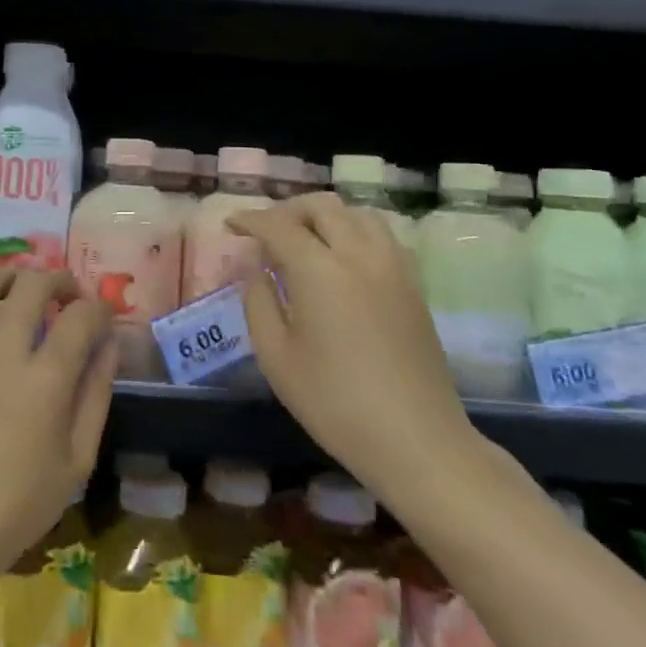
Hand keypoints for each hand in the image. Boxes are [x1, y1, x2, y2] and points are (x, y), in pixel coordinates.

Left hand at [0, 268, 114, 610]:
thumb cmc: (16, 508)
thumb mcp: (76, 462)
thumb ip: (95, 396)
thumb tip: (108, 346)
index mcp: (47, 379)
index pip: (80, 317)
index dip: (99, 308)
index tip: (103, 318)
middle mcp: (4, 353)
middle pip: (32, 287)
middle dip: (58, 280)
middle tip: (68, 295)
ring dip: (7, 276)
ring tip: (20, 287)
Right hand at [232, 192, 476, 485]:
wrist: (416, 439)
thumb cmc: (334, 402)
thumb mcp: (276, 356)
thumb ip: (258, 300)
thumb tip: (254, 266)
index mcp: (319, 269)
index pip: (278, 225)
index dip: (249, 220)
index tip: (230, 224)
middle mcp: (358, 254)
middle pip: (321, 206)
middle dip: (287, 211)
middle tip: (265, 234)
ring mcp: (392, 266)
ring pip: (356, 214)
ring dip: (324, 217)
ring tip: (305, 240)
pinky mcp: (413, 285)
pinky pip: (381, 235)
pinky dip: (354, 231)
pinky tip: (343, 259)